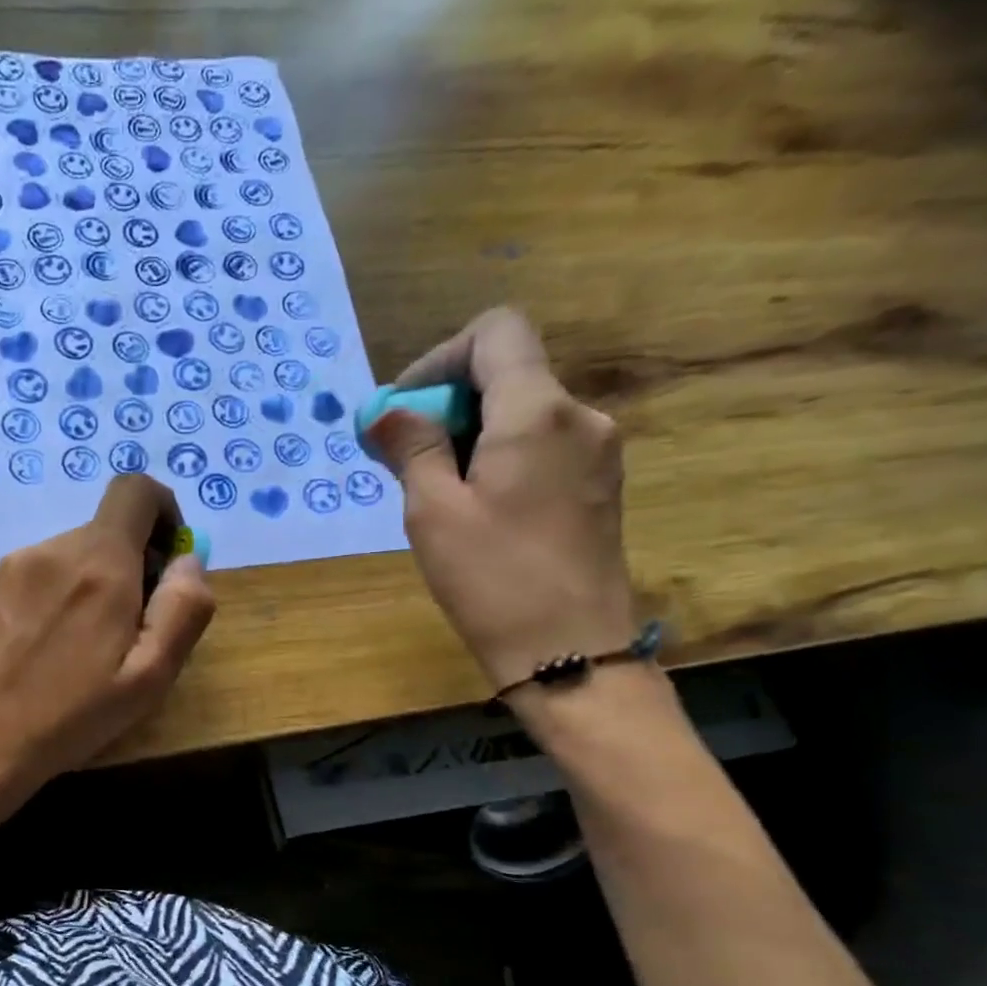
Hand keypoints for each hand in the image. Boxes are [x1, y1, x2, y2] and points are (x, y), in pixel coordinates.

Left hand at [0, 474, 215, 799]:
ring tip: (92, 644)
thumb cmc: (73, 716)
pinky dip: (69, 590)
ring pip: (81, 550)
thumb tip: (188, 559)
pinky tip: (58, 642)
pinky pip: (50, 568)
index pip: (138, 490)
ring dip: (102, 581)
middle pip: (112, 527)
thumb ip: (184, 609)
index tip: (168, 563)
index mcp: (101, 564)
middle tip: (133, 628)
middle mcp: (57, 548)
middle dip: (136, 563)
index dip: (166, 513)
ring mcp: (19, 562)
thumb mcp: (150, 676)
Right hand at [368, 308, 635, 693]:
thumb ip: (412, 447)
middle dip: (448, 404)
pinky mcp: (600, 485)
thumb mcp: (433, 511)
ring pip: (524, 413)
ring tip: (434, 491)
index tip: (404, 410)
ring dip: (471, 434)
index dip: (440, 359)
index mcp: (537, 412)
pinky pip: (542, 446)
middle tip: (404, 459)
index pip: (496, 332)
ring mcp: (598, 451)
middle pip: (508, 373)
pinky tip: (475, 507)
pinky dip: (500, 456)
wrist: (570, 653)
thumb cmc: (492, 580)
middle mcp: (579, 416)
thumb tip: (386, 410)